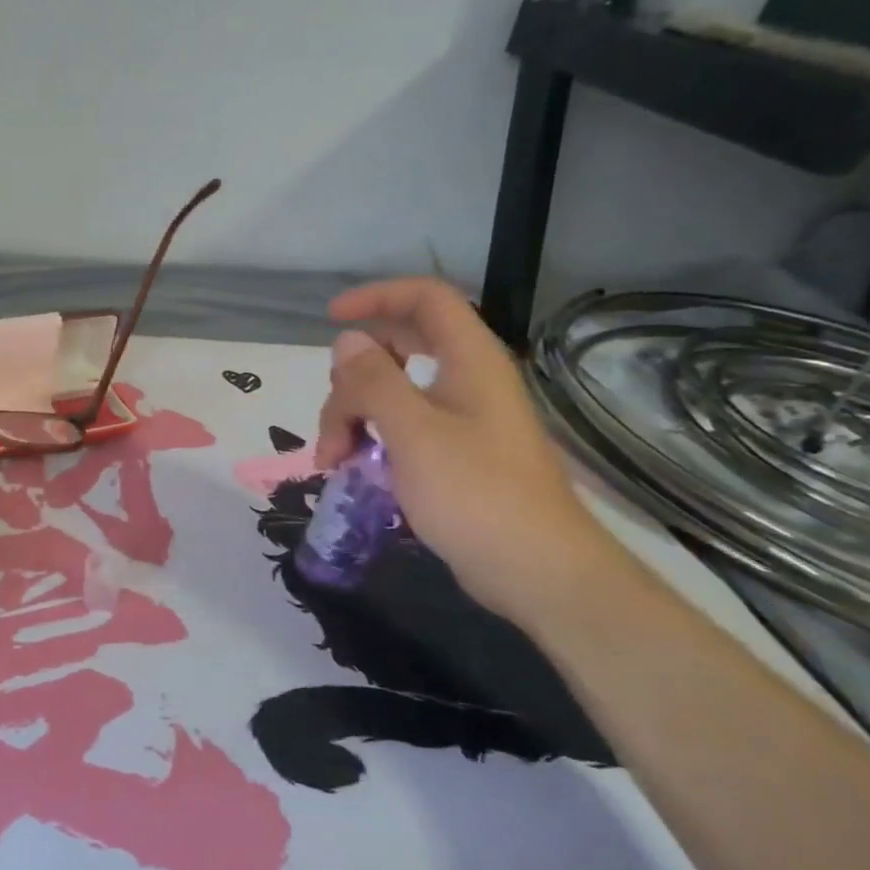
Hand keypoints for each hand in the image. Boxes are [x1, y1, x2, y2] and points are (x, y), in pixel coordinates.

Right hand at [314, 278, 618, 622]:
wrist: (538, 572)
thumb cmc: (477, 495)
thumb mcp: (413, 433)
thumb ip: (374, 382)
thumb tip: (346, 342)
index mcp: (469, 361)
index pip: (425, 299)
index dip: (377, 297)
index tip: (331, 319)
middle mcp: (466, 381)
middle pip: (398, 349)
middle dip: (352, 380)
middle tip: (332, 422)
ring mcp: (460, 420)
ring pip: (392, 393)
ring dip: (353, 417)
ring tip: (334, 461)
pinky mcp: (453, 455)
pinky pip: (401, 428)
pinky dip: (371, 440)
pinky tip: (353, 470)